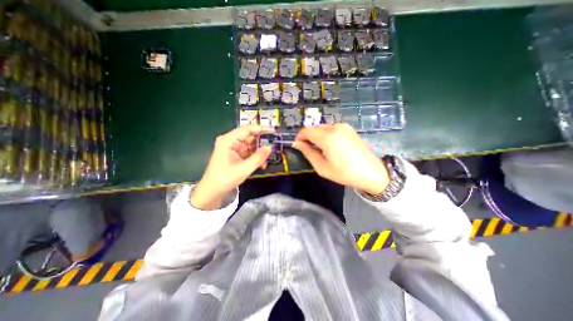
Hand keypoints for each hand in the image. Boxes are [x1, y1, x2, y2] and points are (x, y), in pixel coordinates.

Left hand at [190, 125, 274, 210]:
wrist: (213, 191)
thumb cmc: (225, 178)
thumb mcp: (244, 168)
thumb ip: (258, 157)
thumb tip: (270, 148)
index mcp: (229, 140)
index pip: (247, 129)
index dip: (261, 129)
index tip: (274, 131)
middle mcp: (231, 141)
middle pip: (250, 137)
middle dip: (262, 142)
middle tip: (274, 146)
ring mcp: (234, 148)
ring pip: (251, 145)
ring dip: (260, 152)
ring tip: (268, 158)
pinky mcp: (236, 155)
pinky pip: (249, 152)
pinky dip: (256, 157)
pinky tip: (262, 164)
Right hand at [292, 122, 389, 193]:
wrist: (371, 172)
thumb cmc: (345, 173)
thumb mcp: (322, 167)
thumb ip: (308, 153)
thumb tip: (297, 144)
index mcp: (327, 137)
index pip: (306, 131)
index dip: (299, 137)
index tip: (298, 146)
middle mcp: (335, 127)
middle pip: (314, 128)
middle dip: (309, 137)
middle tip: (310, 151)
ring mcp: (343, 126)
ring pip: (323, 128)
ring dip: (317, 136)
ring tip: (321, 150)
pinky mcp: (349, 128)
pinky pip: (332, 129)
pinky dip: (326, 135)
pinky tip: (331, 147)